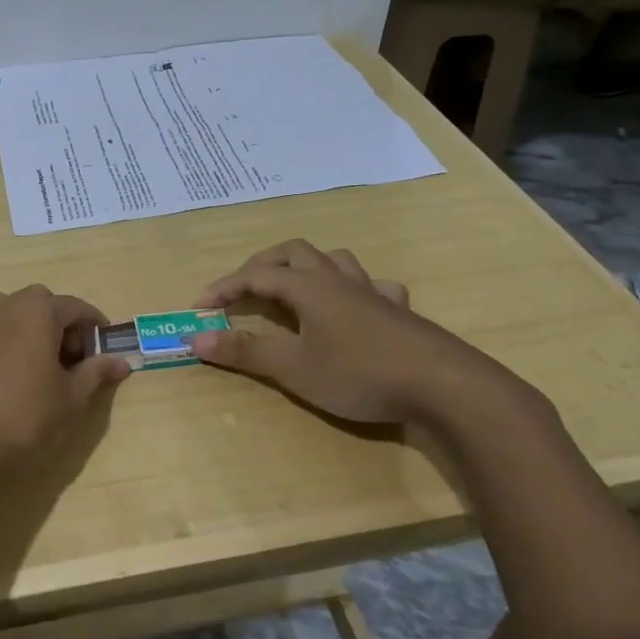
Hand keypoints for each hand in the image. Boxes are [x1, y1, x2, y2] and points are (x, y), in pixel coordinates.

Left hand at [0, 286, 129, 480]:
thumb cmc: (24, 414)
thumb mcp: (70, 398)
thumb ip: (96, 373)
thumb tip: (121, 361)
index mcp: (38, 311)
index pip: (75, 307)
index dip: (95, 326)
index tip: (106, 348)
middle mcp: (7, 307)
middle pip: (42, 303)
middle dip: (62, 324)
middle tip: (74, 359)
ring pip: (15, 314)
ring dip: (34, 330)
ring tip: (44, 366)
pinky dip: (11, 343)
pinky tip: (15, 377)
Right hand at [190, 239, 522, 425]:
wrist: (444, 385)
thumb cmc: (359, 373)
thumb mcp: (293, 368)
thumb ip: (244, 351)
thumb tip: (195, 338)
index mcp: (308, 287)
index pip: (255, 275)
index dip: (223, 287)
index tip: (198, 307)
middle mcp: (338, 280)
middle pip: (294, 253)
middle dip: (262, 265)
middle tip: (243, 288)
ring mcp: (373, 293)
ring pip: (334, 260)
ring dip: (307, 267)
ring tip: (293, 287)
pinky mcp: (399, 312)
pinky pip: (373, 286)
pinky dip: (354, 289)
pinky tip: (355, 306)